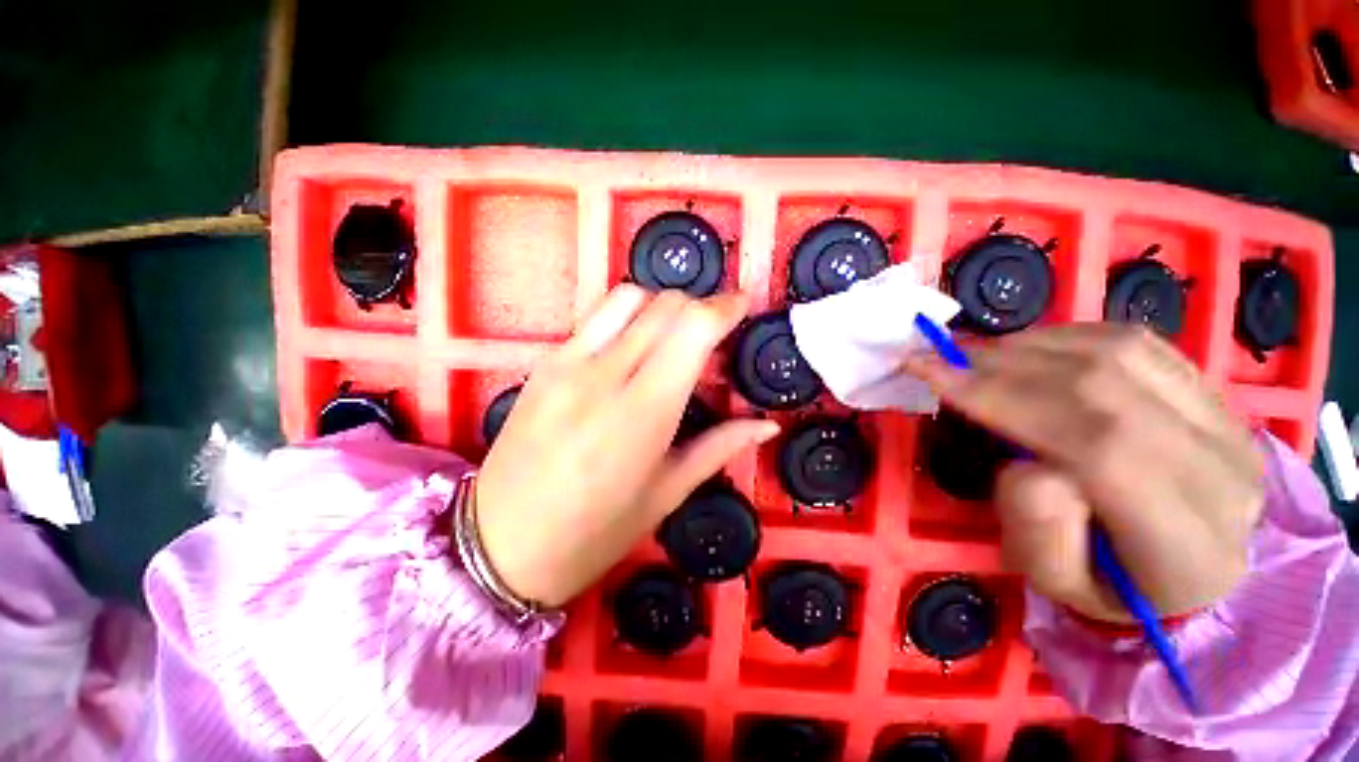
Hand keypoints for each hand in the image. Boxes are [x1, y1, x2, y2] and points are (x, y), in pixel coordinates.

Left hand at [474, 285, 779, 607]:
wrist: (499, 544)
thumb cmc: (593, 533)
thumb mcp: (666, 494)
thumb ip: (719, 447)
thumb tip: (765, 424)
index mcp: (643, 413)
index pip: (692, 329)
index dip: (724, 308)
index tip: (742, 305)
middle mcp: (604, 374)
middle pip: (665, 304)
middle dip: (699, 308)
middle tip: (711, 336)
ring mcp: (567, 362)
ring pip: (628, 298)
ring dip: (661, 307)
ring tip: (672, 337)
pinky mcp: (544, 362)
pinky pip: (595, 317)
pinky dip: (626, 318)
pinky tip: (631, 349)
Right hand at [904, 324, 1263, 621]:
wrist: (1195, 569)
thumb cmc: (1114, 587)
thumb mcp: (1059, 586)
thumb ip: (1040, 535)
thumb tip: (1026, 466)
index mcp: (1191, 544)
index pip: (1099, 448)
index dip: (1005, 400)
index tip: (931, 375)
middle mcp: (1223, 470)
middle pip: (1104, 388)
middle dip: (1003, 366)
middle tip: (940, 359)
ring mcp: (1227, 421)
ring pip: (1120, 353)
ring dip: (1031, 347)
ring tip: (976, 357)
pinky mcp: (1214, 392)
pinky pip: (1136, 342)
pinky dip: (1067, 338)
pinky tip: (1028, 351)